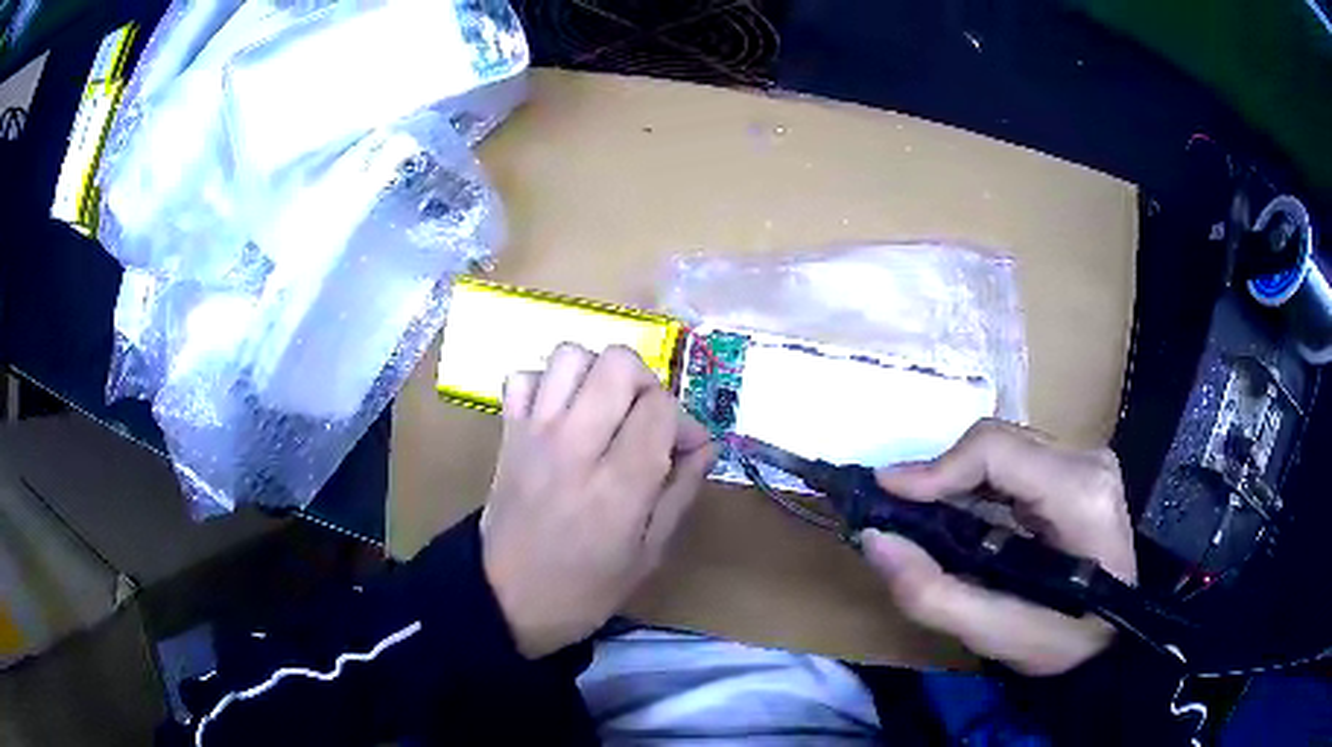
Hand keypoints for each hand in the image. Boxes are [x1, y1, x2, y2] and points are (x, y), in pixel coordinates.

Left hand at [481, 344, 716, 658]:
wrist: (504, 600)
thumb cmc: (584, 590)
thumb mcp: (648, 555)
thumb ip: (680, 492)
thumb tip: (705, 445)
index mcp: (618, 484)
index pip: (661, 407)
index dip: (684, 421)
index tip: (684, 450)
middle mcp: (575, 445)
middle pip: (618, 363)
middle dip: (646, 384)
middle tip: (646, 422)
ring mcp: (534, 432)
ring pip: (570, 356)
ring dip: (597, 375)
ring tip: (604, 411)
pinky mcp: (508, 433)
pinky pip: (523, 377)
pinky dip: (546, 385)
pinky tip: (560, 416)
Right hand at [861, 419, 1136, 675]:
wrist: (1116, 638)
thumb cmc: (1067, 642)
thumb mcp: (1000, 635)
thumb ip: (935, 594)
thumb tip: (875, 539)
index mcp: (1080, 494)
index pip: (996, 450)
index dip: (936, 467)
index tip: (886, 494)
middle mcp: (1086, 460)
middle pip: (996, 442)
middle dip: (941, 474)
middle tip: (897, 511)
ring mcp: (1085, 459)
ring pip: (1002, 447)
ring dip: (956, 478)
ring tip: (920, 513)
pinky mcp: (1076, 469)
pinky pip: (1013, 460)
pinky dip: (976, 483)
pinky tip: (959, 512)